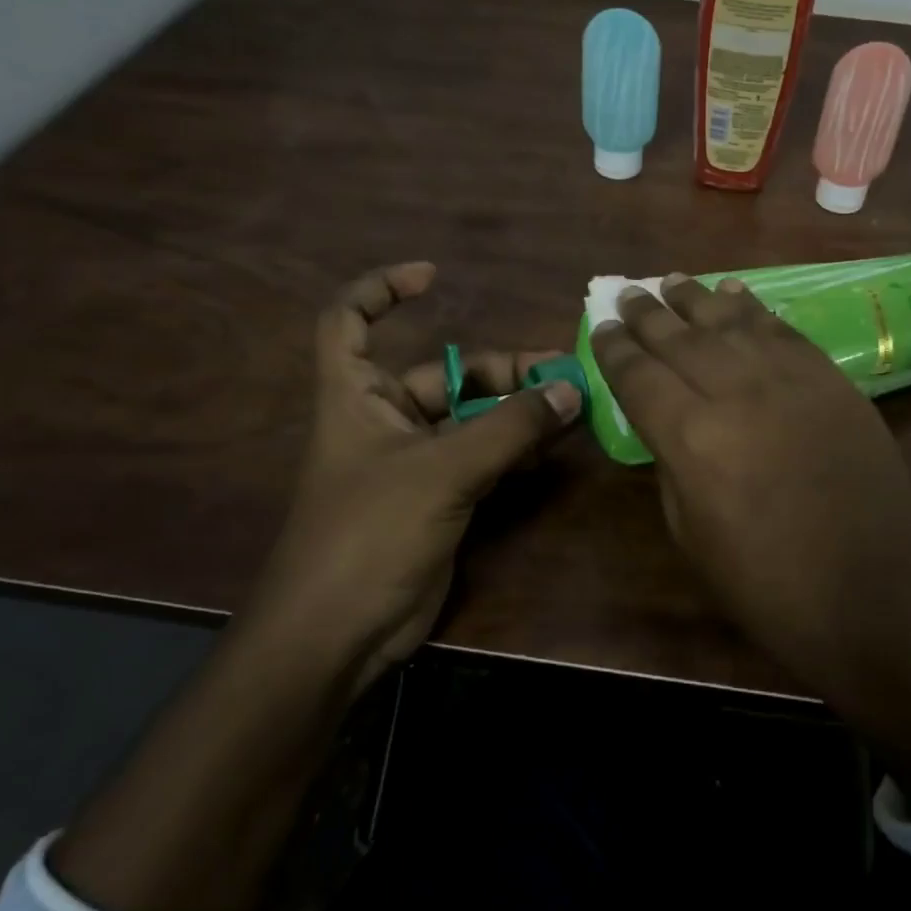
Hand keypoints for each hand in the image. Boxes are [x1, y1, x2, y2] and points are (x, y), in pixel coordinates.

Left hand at [247, 261, 581, 691]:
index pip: (349, 321)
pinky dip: (515, 449)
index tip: (433, 276)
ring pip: (472, 419)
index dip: (381, 290)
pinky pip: (482, 459)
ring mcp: (413, 463)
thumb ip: (509, 428)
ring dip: (517, 411)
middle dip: (501, 371)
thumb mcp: (442, 471)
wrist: (339, 634)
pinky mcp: (438, 499)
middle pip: (445, 373)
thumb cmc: (370, 534)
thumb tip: (570, 388)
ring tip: (571, 405)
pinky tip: (552, 446)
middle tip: (561, 372)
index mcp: (358, 397)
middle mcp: (384, 421)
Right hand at [590, 274, 910, 812]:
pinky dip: (754, 309)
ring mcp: (790, 379)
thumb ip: (672, 464)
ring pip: (731, 321)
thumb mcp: (691, 535)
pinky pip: (782, 330)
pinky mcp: (831, 380)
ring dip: (696, 298)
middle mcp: (736, 391)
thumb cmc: (769, 584)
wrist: (874, 595)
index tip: (602, 327)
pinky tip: (736, 294)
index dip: (615, 349)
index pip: (638, 375)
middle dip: (647, 313)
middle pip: (680, 337)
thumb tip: (667, 423)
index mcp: (691, 437)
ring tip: (674, 281)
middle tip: (628, 294)